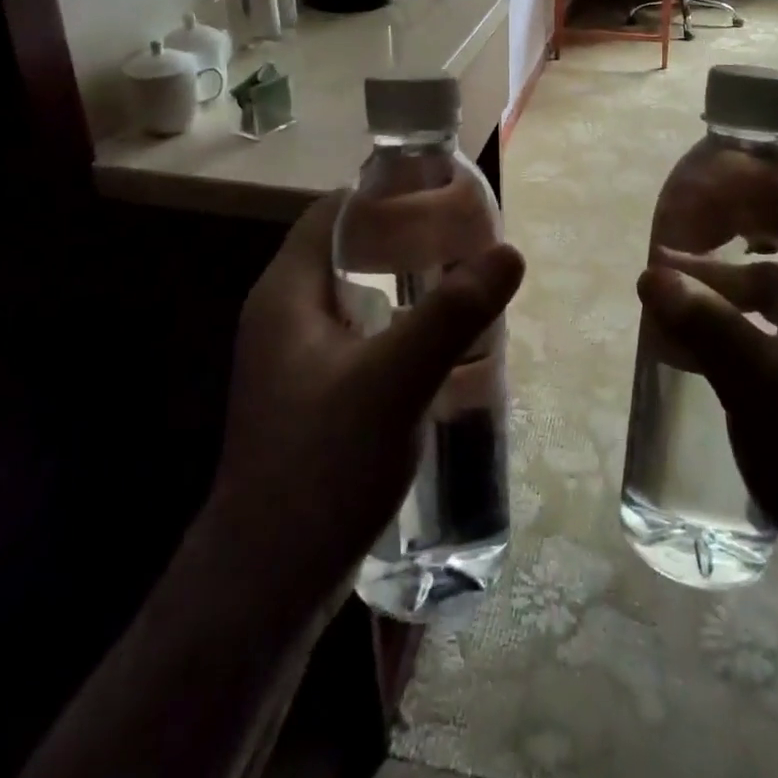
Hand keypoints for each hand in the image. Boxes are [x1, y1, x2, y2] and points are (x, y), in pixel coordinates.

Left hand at [205, 190, 525, 618]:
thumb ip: (452, 313)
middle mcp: (283, 316)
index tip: (440, 194)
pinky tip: (439, 345)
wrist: (268, 583)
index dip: (382, 195)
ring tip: (462, 282)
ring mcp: (295, 360)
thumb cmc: (322, 466)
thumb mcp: (395, 381)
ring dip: (404, 285)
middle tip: (465, 239)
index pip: (332, 214)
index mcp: (286, 294)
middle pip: (346, 252)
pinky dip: (397, 326)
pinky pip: (360, 337)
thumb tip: (509, 252)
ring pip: (356, 297)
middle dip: (404, 241)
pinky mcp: (312, 395)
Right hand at [637, 151, 777, 589]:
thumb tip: (650, 275)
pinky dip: (728, 308)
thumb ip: (704, 323)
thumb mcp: (758, 382)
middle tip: (692, 207)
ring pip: (775, 274)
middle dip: (744, 210)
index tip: (740, 154)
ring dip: (723, 266)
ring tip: (667, 270)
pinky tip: (683, 327)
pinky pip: (767, 314)